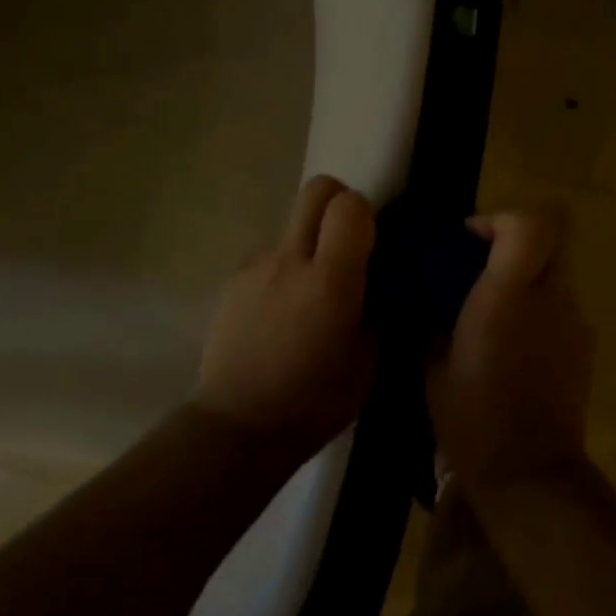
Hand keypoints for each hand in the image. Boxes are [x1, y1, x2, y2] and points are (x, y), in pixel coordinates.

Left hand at [192, 175, 377, 456]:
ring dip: (307, 242)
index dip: (366, 214)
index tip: (372, 242)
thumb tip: (383, 284)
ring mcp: (255, 265)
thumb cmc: (312, 403)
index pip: (350, 205)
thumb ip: (379, 311)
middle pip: (316, 190)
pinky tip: (281, 311)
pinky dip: (282, 269)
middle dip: (337, 202)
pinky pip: (268, 256)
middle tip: (347, 241)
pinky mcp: (233, 279)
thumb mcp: (368, 364)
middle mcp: (289, 259)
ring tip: (309, 292)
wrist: (237, 426)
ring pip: (290, 224)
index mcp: (330, 280)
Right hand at [428, 208, 594, 498]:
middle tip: (482, 265)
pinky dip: (538, 309)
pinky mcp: (585, 348)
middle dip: (517, 239)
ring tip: (492, 311)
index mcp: (509, 296)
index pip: (532, 225)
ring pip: (557, 272)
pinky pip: (561, 307)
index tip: (470, 239)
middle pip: (555, 236)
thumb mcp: (432, 365)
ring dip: (526, 276)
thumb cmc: (472, 418)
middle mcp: (551, 299)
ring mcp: (575, 323)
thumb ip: (431, 320)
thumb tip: (427, 299)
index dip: (500, 219)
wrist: (530, 475)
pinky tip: (513, 345)